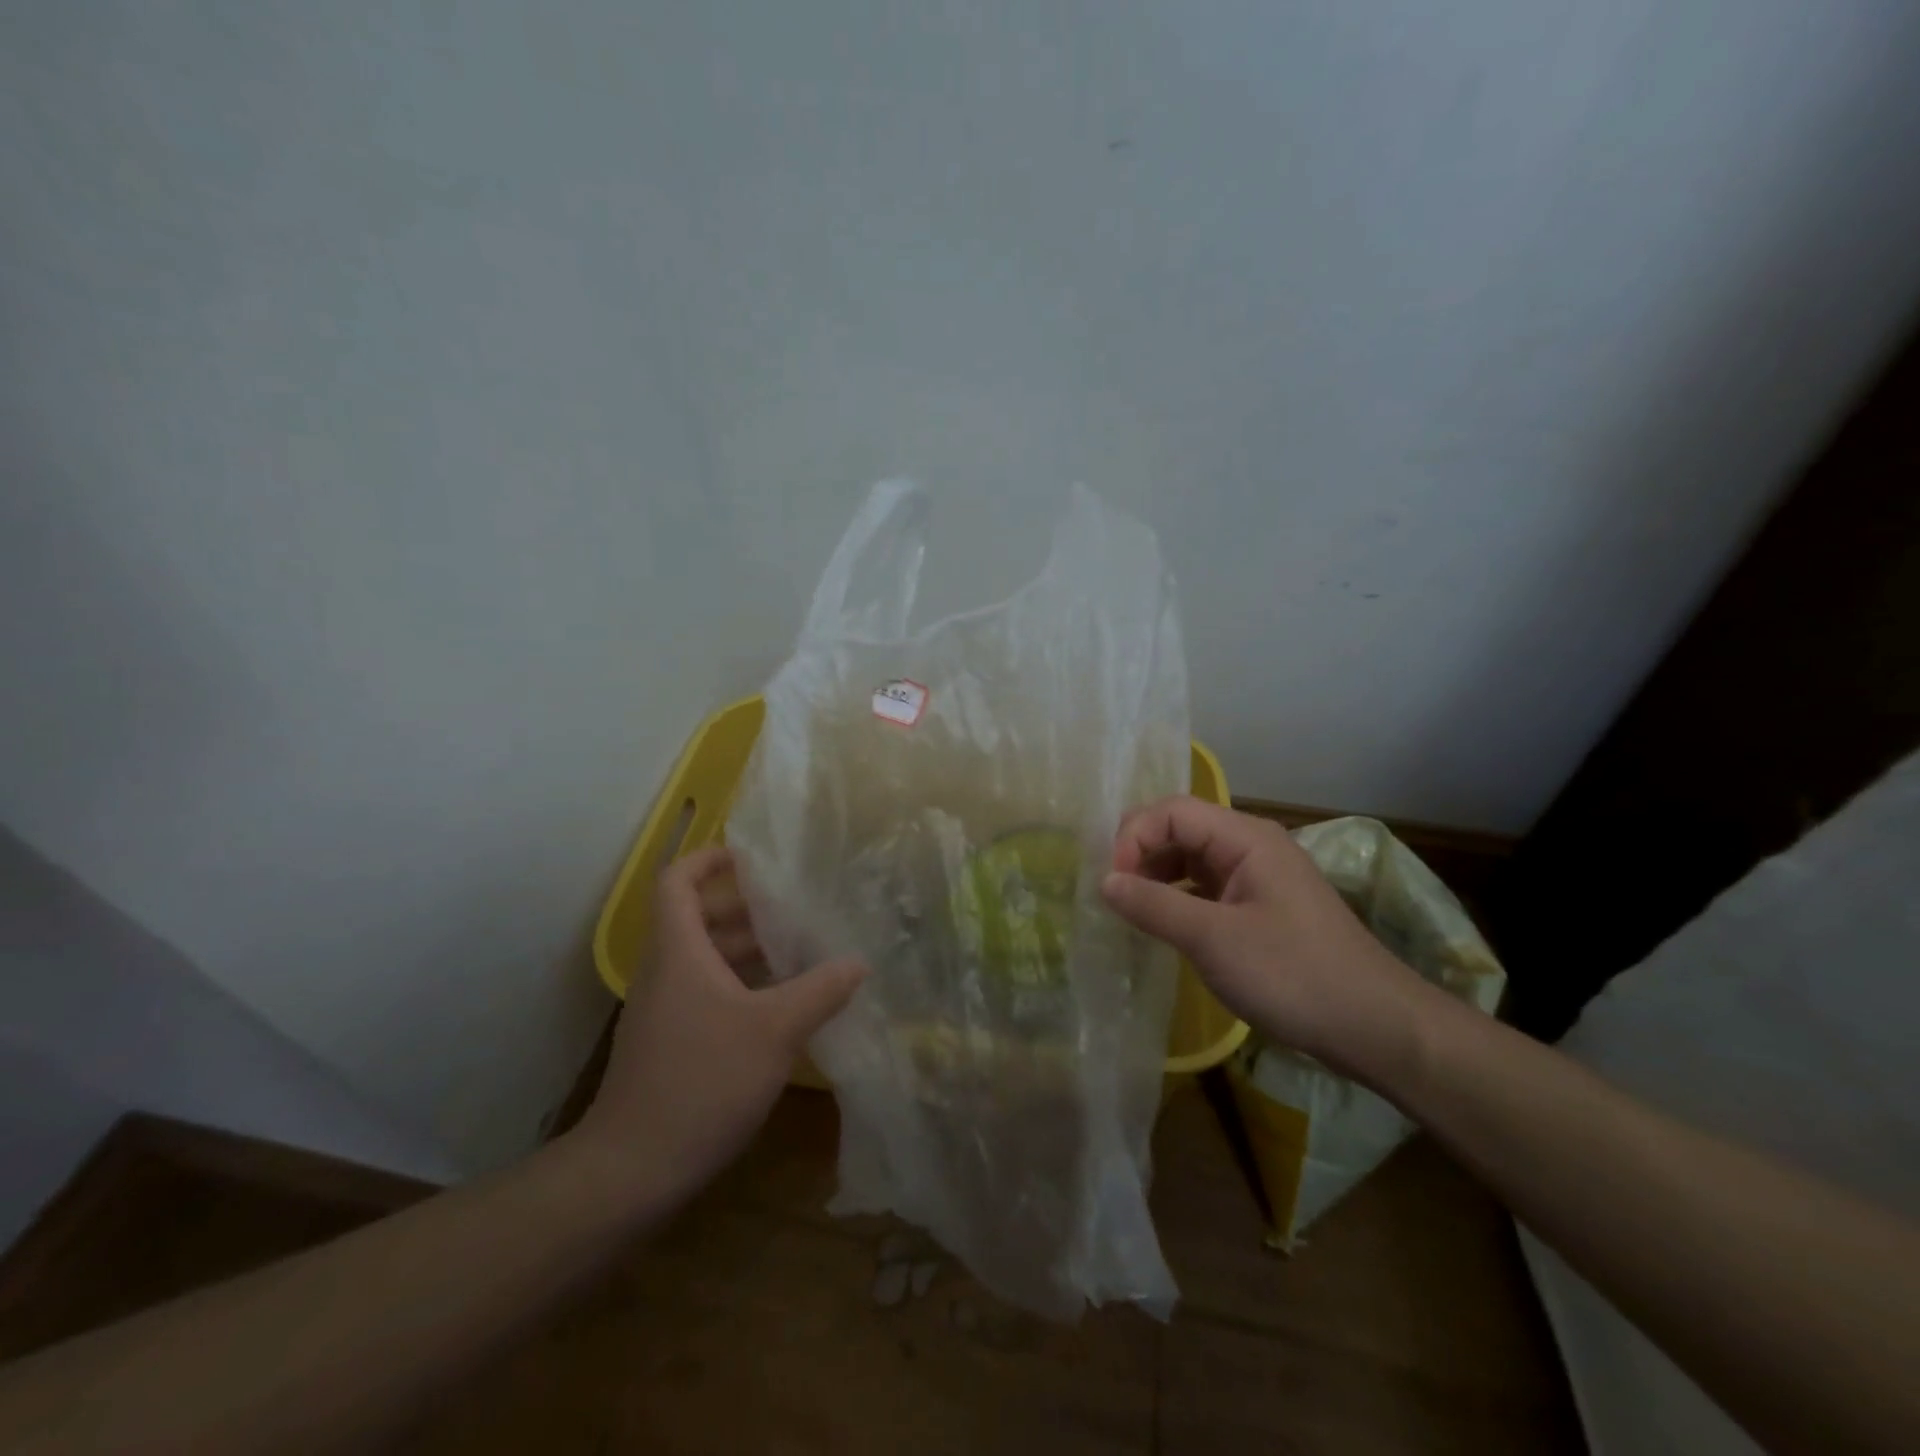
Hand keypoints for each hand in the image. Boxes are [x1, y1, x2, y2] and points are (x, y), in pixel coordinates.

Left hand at [571, 847, 865, 1207]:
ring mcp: (664, 1010)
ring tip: (799, 951)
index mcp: (679, 951)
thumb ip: (821, 990)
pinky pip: (706, 992)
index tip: (749, 856)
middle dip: (745, 908)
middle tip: (795, 907)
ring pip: (705, 959)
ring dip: (747, 950)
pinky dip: (741, 985)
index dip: (708, 859)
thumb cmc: (702, 1080)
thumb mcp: (775, 1030)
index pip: (677, 881)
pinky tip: (781, 1005)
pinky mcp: (669, 1043)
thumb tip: (859, 962)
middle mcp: (665, 972)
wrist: (632, 1169)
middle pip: (698, 918)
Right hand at [1101, 796, 1433, 1082]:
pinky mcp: (1258, 906)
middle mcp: (1250, 846)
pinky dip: (1176, 898)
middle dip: (1141, 852)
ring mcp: (1256, 877)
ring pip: (1191, 858)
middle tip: (1112, 892)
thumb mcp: (1214, 940)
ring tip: (1129, 908)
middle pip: (1180, 828)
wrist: (1375, 1027)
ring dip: (1156, 875)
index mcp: (1245, 837)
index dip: (1134, 837)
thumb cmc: (1293, 974)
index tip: (1112, 883)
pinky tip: (1161, 923)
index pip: (1172, 811)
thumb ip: (1154, 905)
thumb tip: (1103, 881)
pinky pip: (1205, 887)